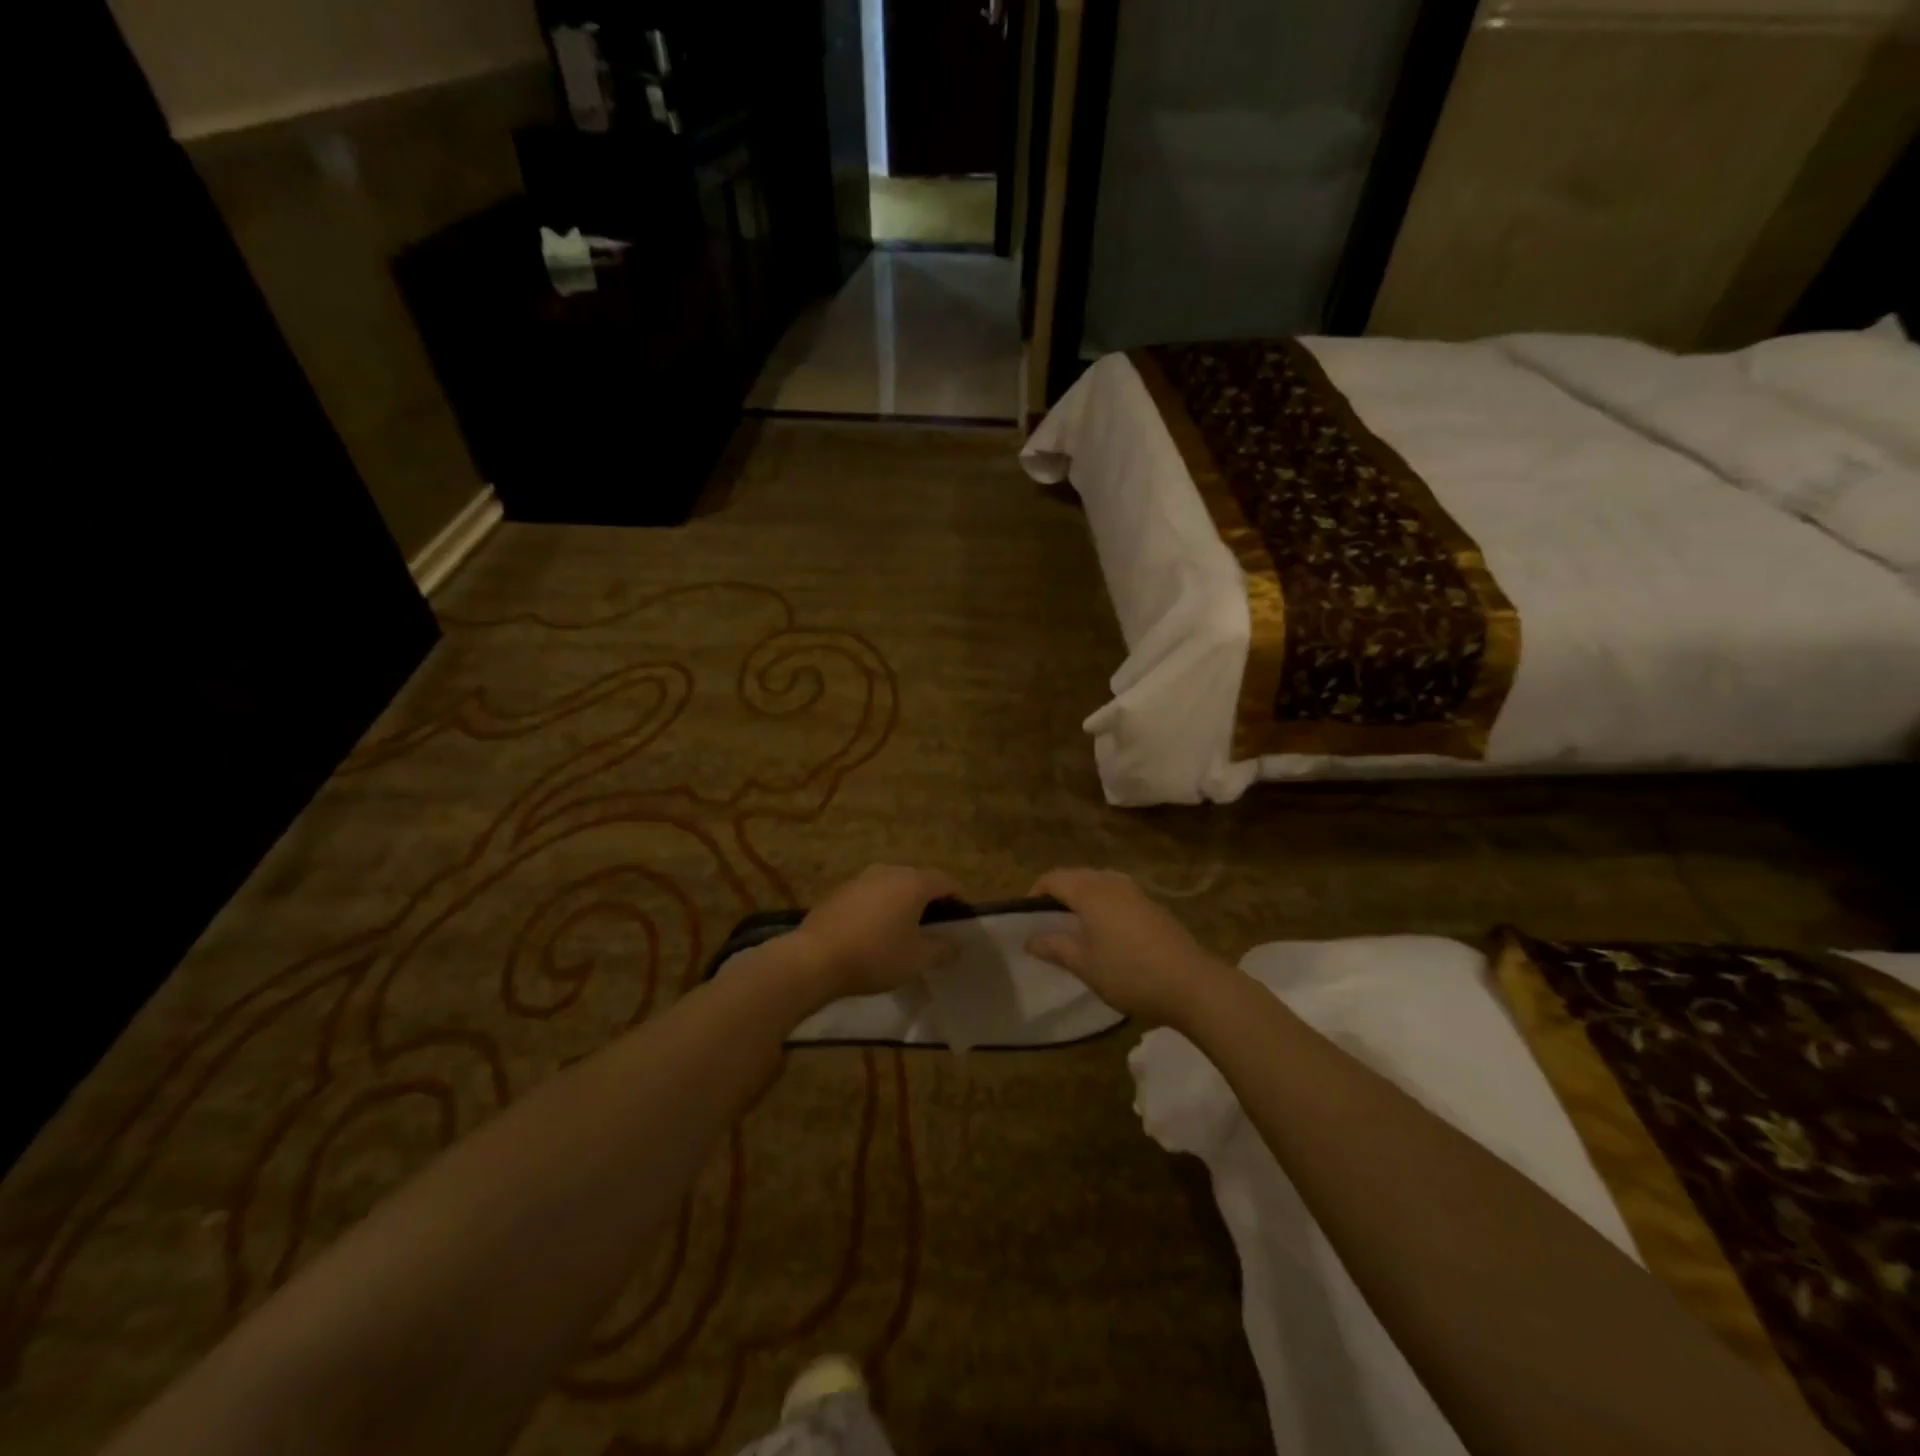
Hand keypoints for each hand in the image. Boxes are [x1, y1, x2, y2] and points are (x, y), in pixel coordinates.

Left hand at [787, 865, 962, 1000]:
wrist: (815, 958)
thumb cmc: (875, 955)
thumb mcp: (917, 959)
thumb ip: (942, 949)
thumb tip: (957, 945)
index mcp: (913, 882)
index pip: (946, 882)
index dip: (959, 899)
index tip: (962, 920)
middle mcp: (888, 871)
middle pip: (918, 881)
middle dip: (930, 901)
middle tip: (935, 928)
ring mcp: (860, 879)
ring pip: (892, 887)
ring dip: (902, 904)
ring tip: (904, 932)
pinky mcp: (839, 892)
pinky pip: (870, 896)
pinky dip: (879, 909)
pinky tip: (874, 934)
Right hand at [1026, 868, 1228, 1025]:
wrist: (1192, 984)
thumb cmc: (1129, 972)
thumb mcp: (1083, 964)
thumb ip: (1054, 947)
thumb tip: (1029, 939)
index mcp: (1089, 890)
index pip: (1052, 878)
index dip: (1035, 894)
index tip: (1026, 919)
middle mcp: (1111, 881)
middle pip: (1075, 876)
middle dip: (1058, 895)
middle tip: (1047, 925)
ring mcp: (1135, 891)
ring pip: (1098, 884)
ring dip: (1082, 899)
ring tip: (1075, 929)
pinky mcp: (1152, 905)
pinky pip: (1116, 894)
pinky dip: (1103, 905)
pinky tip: (1106, 934)